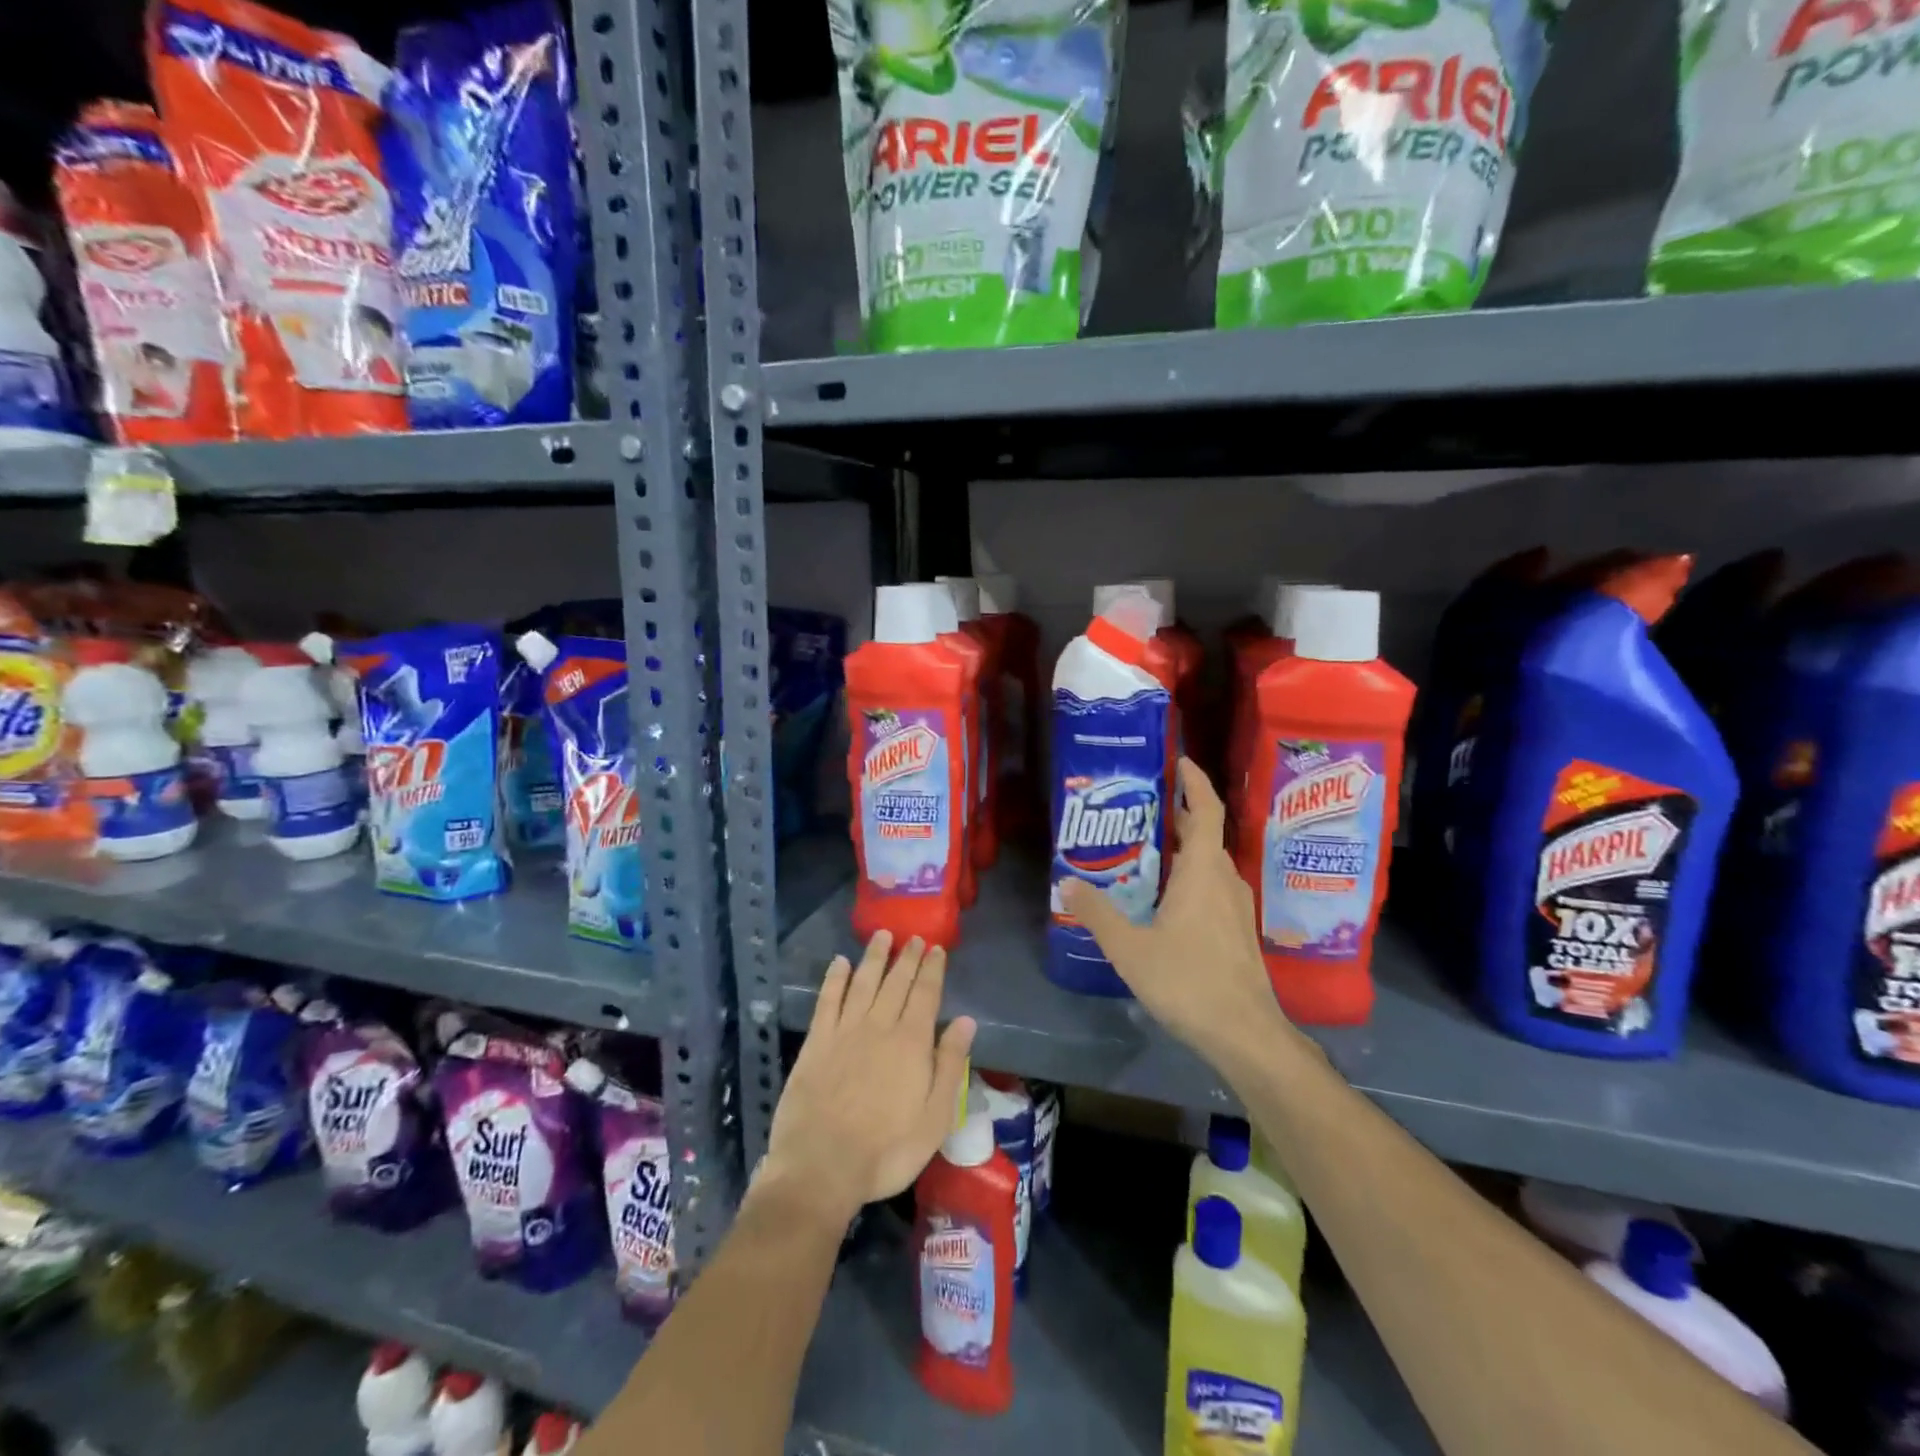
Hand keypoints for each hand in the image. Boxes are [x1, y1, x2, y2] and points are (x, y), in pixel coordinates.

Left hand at [762, 931, 976, 1226]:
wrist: (822, 1167)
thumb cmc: (887, 1150)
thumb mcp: (935, 1117)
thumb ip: (950, 1065)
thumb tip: (965, 1021)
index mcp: (911, 1042)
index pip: (925, 994)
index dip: (932, 969)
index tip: (936, 948)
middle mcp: (879, 1026)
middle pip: (896, 982)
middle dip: (907, 957)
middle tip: (914, 937)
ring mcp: (844, 1031)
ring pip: (863, 982)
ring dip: (874, 957)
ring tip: (882, 936)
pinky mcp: (816, 1042)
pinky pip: (826, 1000)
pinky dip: (834, 979)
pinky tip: (838, 963)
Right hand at [1062, 758, 1289, 1063]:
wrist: (1244, 1033)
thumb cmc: (1188, 981)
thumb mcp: (1130, 948)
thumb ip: (1098, 913)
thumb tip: (1067, 883)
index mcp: (1203, 872)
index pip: (1206, 810)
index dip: (1195, 782)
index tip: (1179, 761)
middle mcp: (1225, 880)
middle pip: (1205, 834)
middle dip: (1179, 814)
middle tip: (1142, 807)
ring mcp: (1236, 907)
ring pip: (1210, 862)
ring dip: (1184, 847)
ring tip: (1146, 848)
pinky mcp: (1237, 930)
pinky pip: (1213, 885)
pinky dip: (1191, 875)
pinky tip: (1165, 896)